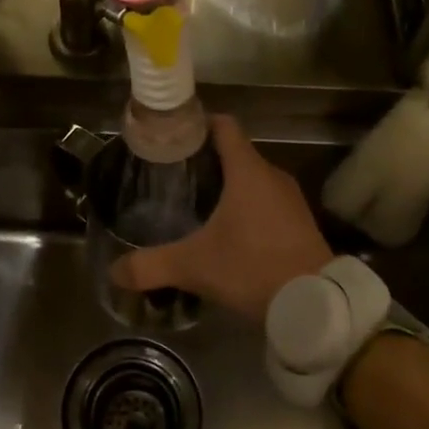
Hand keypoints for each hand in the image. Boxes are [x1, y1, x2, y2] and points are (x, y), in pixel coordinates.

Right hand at [111, 116, 332, 320]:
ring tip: (198, 202)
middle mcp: (272, 175)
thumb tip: (114, 272)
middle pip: (236, 152)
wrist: (315, 305)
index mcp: (248, 171)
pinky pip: (268, 200)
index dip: (198, 124)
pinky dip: (248, 206)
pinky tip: (230, 230)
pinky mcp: (301, 222)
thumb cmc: (252, 268)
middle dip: (207, 160)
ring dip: (229, 185)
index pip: (224, 126)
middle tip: (175, 175)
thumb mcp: (194, 267)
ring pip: (253, 178)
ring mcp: (291, 199)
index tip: (174, 136)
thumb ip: (151, 266)